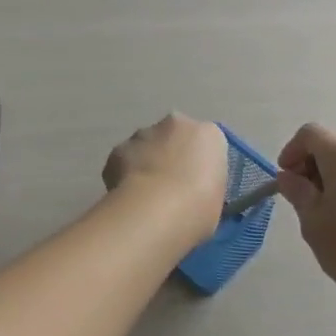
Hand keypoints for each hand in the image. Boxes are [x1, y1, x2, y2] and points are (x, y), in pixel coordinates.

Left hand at [103, 114, 229, 236]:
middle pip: (173, 136)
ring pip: (146, 145)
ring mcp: (143, 134)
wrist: (156, 211)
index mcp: (209, 134)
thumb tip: (192, 190)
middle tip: (170, 186)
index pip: (206, 141)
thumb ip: (206, 182)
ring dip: (146, 162)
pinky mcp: (117, 149)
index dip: (199, 163)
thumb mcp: (218, 197)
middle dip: (170, 155)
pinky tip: (128, 196)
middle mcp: (175, 124)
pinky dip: (125, 174)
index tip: (195, 183)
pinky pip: (124, 160)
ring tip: (146, 195)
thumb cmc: (199, 208)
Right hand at [276, 124, 335, 307]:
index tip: (285, 178)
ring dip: (332, 173)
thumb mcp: (312, 220)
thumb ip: (297, 192)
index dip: (291, 151)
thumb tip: (289, 177)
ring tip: (325, 207)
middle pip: (332, 143)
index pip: (310, 134)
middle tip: (302, 195)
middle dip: (311, 163)